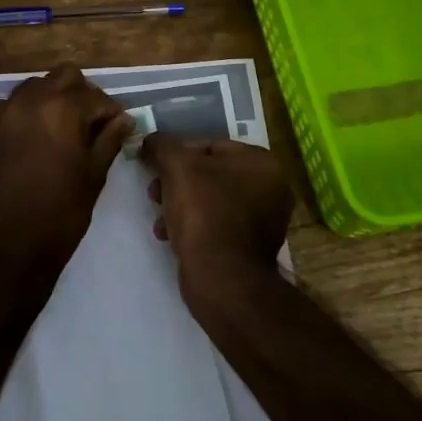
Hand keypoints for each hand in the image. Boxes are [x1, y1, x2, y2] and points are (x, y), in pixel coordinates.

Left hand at [0, 63, 132, 294]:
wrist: (10, 246)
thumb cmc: (61, 213)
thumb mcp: (94, 175)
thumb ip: (109, 139)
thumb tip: (125, 118)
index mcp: (63, 109)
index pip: (96, 97)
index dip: (110, 111)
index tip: (117, 126)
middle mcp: (32, 100)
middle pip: (64, 77)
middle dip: (81, 94)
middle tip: (90, 122)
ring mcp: (5, 112)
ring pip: (35, 86)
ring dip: (52, 98)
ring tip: (62, 128)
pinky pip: (11, 105)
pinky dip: (26, 111)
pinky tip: (33, 137)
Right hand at [141, 135, 293, 302]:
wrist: (222, 280)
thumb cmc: (204, 213)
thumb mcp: (176, 167)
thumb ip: (161, 146)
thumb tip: (150, 140)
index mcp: (262, 162)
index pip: (210, 145)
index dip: (177, 154)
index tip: (155, 168)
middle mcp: (271, 188)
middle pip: (210, 174)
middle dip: (177, 183)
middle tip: (154, 194)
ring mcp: (264, 221)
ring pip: (211, 201)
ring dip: (180, 205)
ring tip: (160, 220)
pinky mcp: (252, 248)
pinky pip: (217, 225)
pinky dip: (194, 227)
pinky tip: (171, 237)